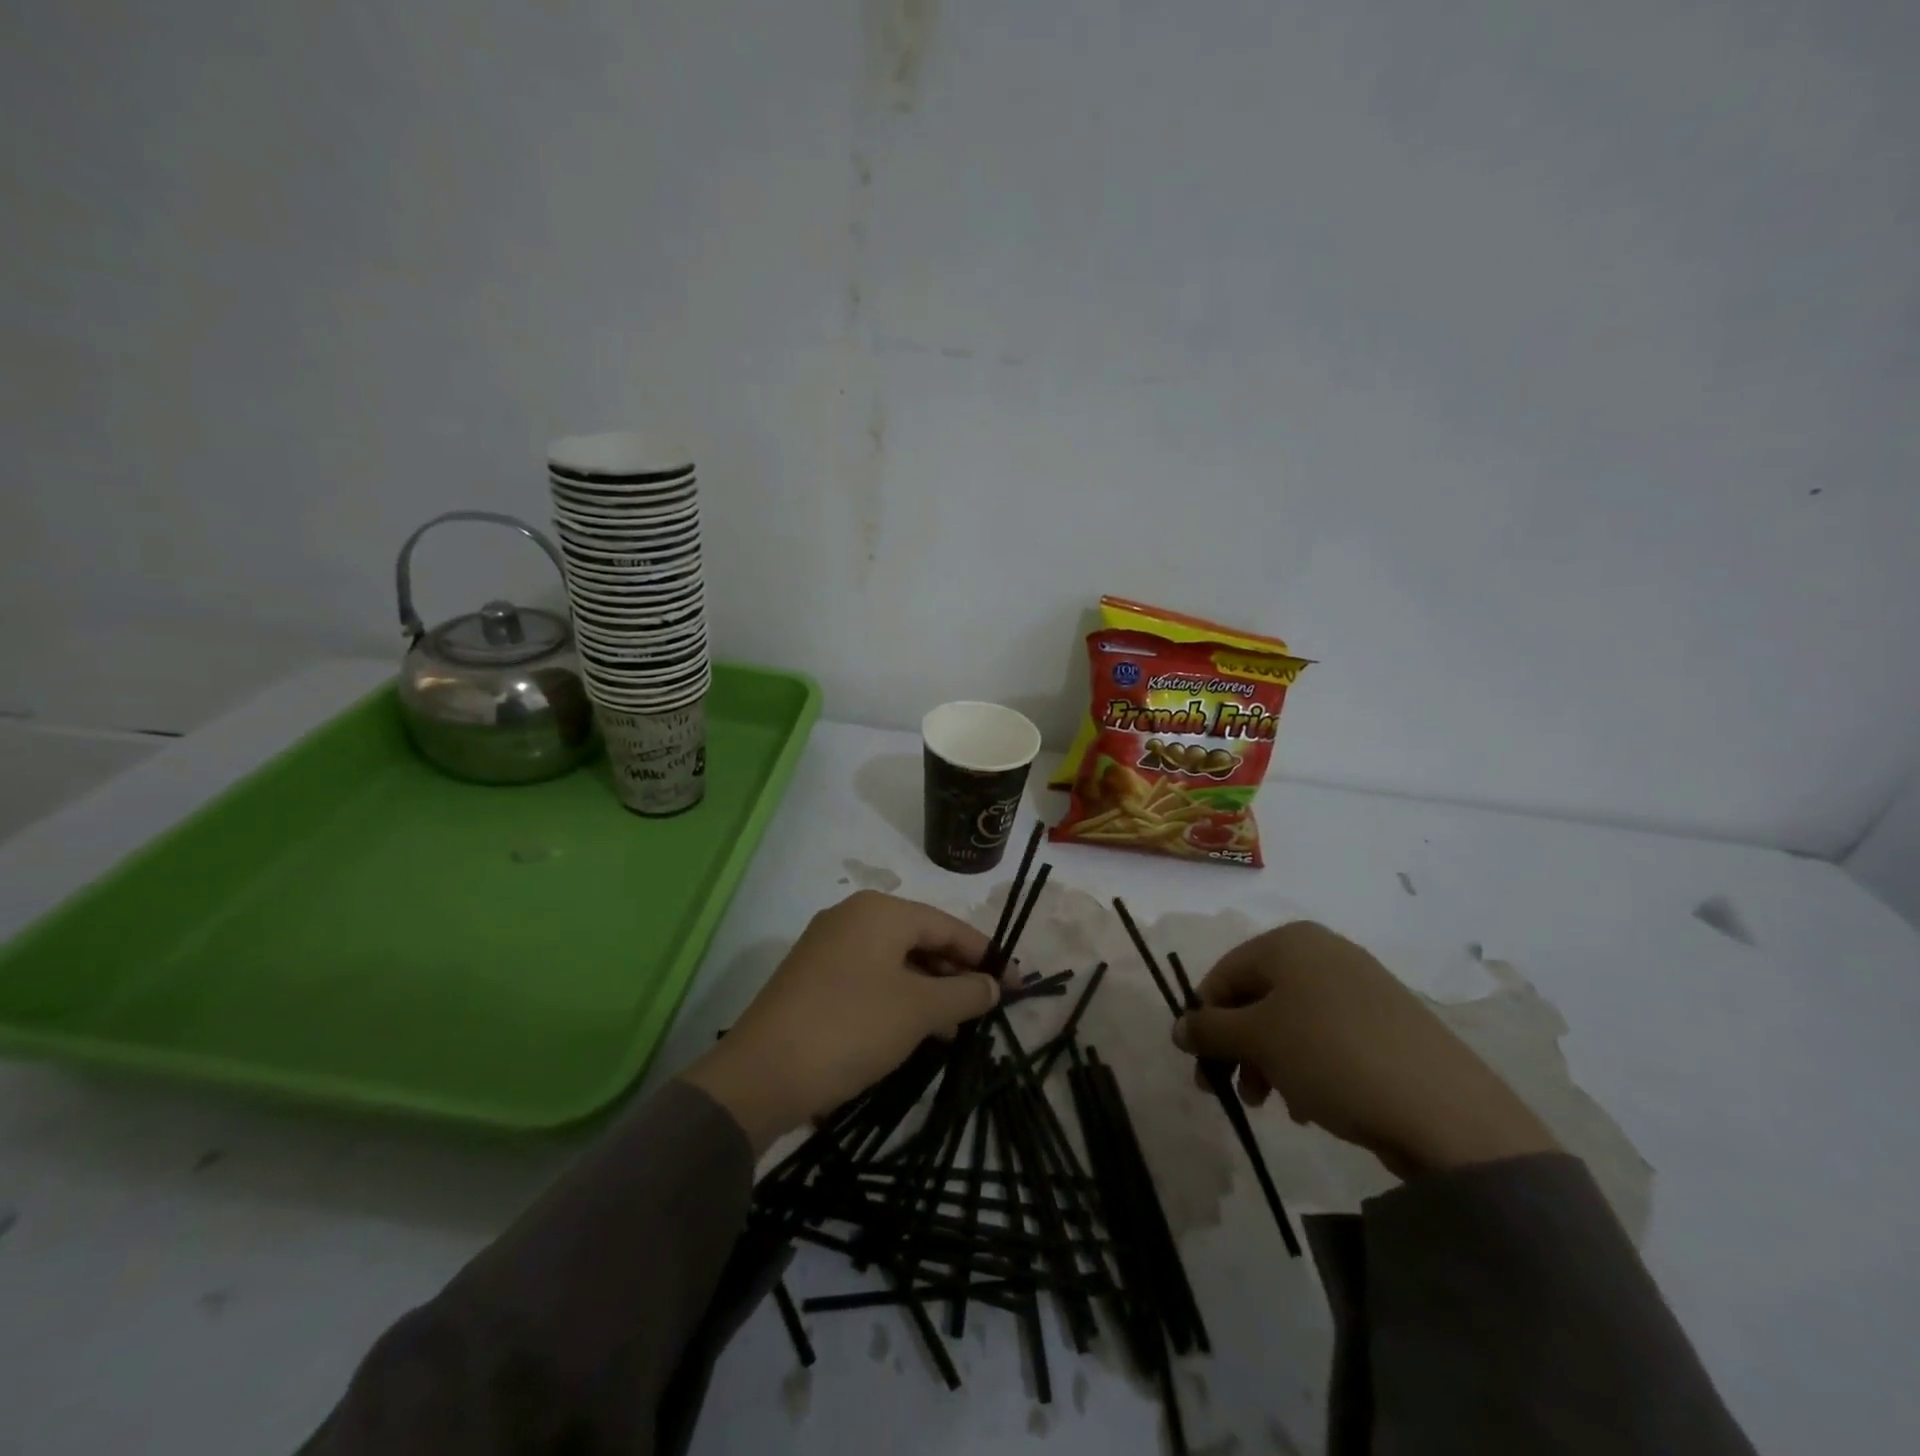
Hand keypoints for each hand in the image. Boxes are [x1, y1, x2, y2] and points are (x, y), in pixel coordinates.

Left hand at [682, 891, 1008, 1153]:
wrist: (760, 1075)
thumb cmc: (850, 1027)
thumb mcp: (919, 1010)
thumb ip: (965, 993)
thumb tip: (994, 985)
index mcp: (880, 911)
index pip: (947, 926)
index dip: (986, 955)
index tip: (1016, 985)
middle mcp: (852, 917)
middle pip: (920, 940)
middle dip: (956, 974)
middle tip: (986, 1010)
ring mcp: (828, 947)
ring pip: (896, 962)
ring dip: (929, 991)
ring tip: (954, 1028)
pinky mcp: (813, 978)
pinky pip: (870, 978)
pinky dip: (898, 999)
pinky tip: (914, 1031)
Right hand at [1171, 922, 1558, 1178]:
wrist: (1446, 1111)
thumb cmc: (1332, 1056)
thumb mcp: (1258, 1041)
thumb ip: (1209, 1030)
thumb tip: (1179, 1028)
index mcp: (1289, 941)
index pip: (1223, 975)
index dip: (1204, 1020)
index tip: (1200, 1066)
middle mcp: (1324, 951)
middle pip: (1257, 998)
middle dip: (1238, 1046)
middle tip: (1234, 1092)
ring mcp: (1361, 985)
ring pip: (1290, 1020)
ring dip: (1269, 1061)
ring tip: (1275, 1104)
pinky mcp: (1388, 1022)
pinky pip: (1326, 1036)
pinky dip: (1306, 1065)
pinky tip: (1311, 1105)